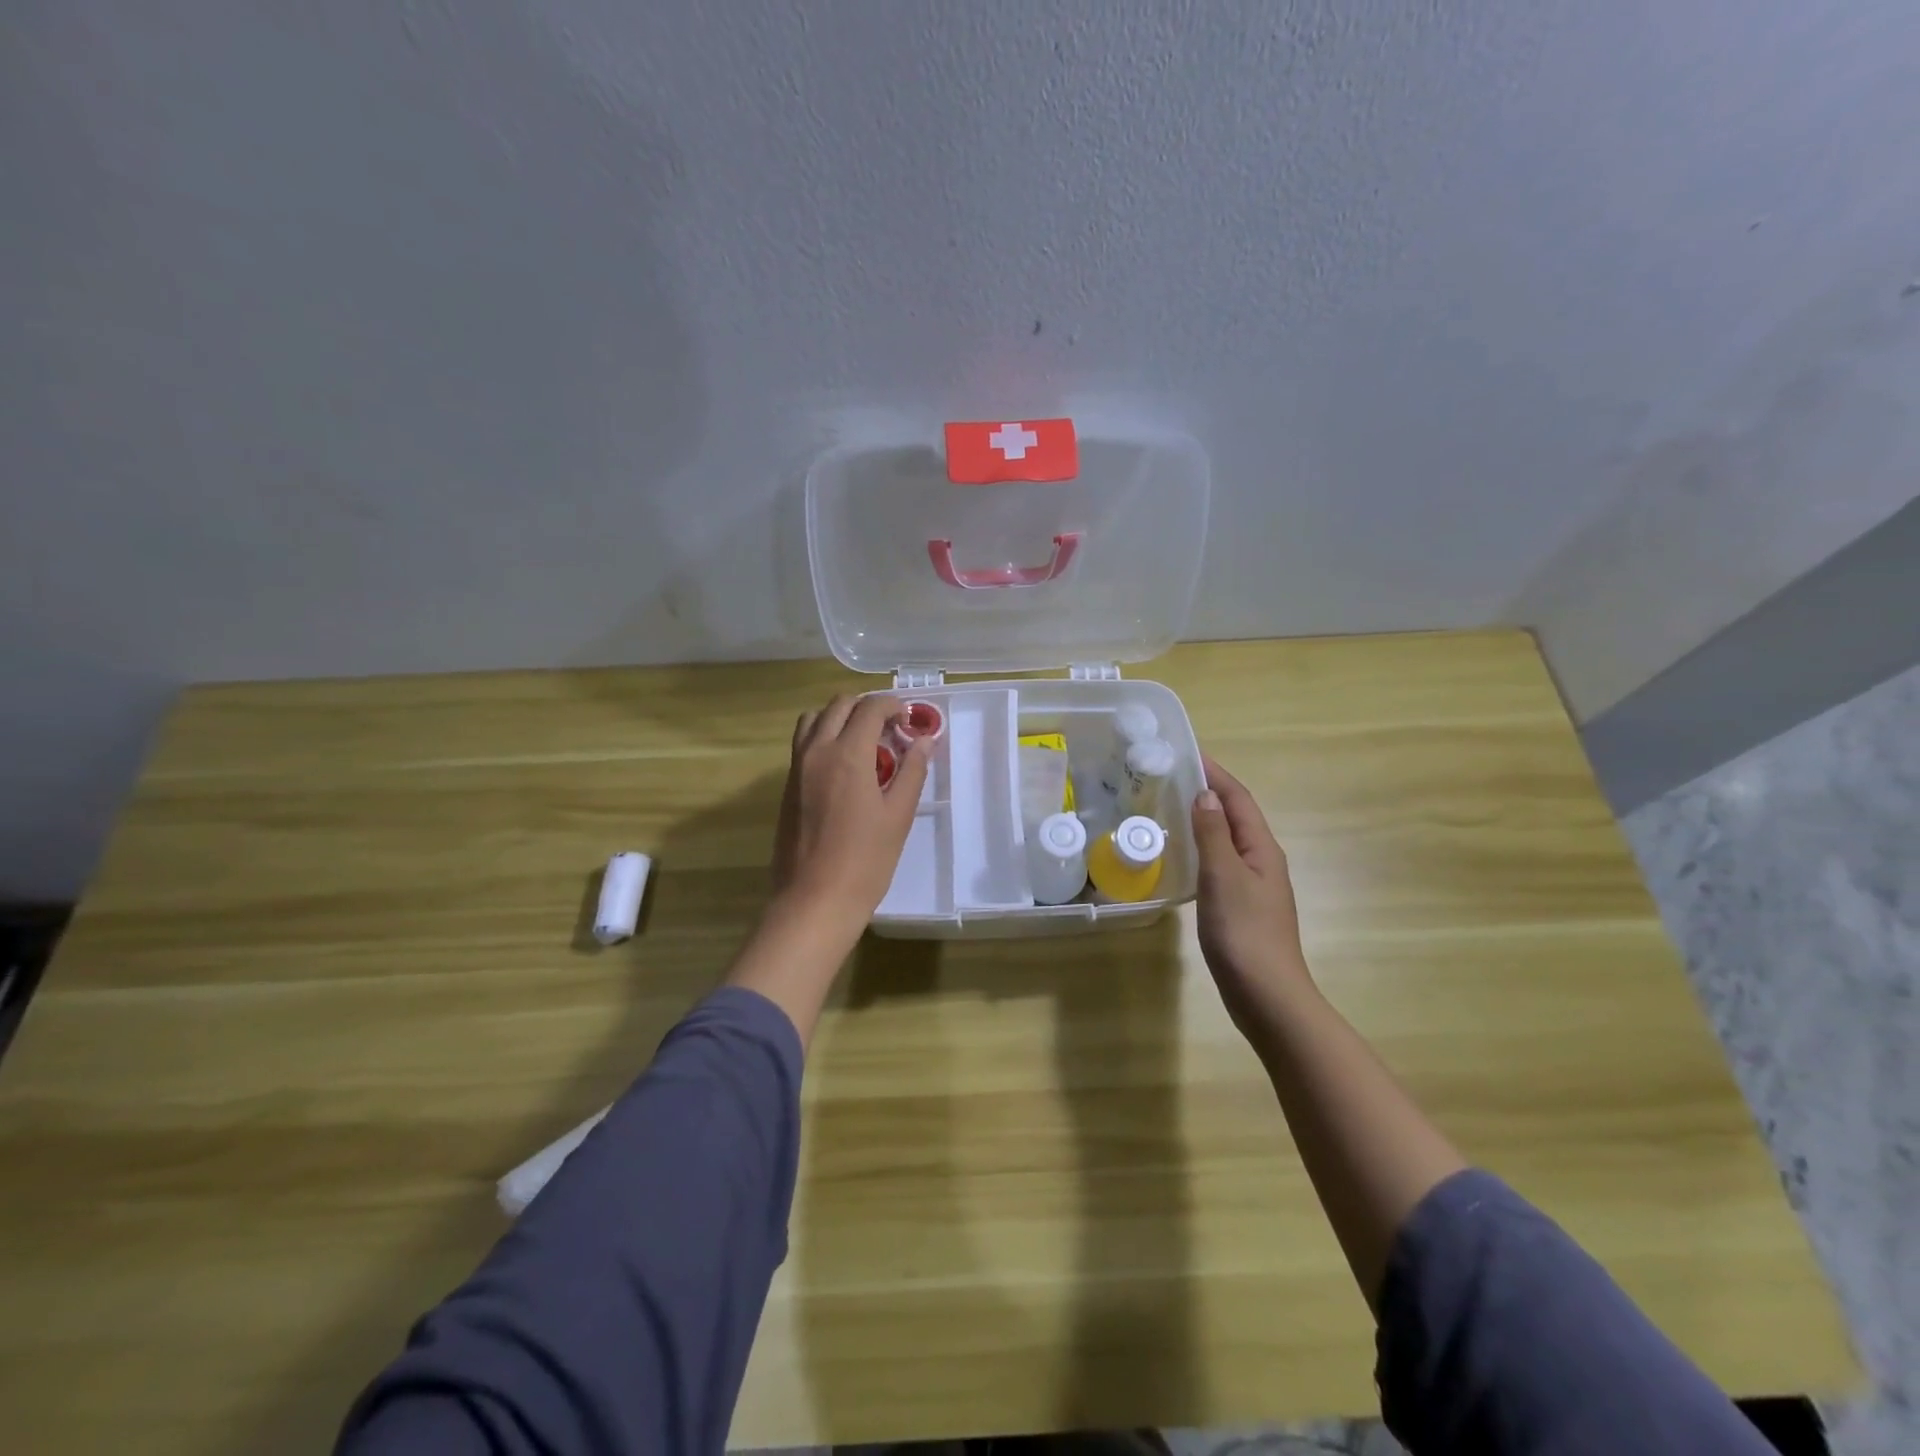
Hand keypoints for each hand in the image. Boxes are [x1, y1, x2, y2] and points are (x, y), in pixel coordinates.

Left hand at [770, 693, 930, 936]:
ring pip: (814, 719)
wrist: (814, 900)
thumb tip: (924, 741)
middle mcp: (816, 751)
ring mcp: (796, 767)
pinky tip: (844, 766)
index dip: (892, 705)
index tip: (908, 719)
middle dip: (867, 707)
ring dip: (840, 717)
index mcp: (847, 754)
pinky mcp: (787, 786)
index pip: (869, 708)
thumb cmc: (865, 861)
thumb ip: (912, 771)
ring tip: (863, 741)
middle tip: (890, 728)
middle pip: (839, 705)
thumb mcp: (898, 815)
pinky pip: (804, 743)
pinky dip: (824, 737)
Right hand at [1191, 753, 1311, 1028]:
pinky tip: (1179, 857)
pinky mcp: (1239, 906)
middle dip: (1208, 792)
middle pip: (1235, 816)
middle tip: (1168, 778)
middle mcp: (1261, 861)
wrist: (1266, 996)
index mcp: (1262, 849)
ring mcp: (1252, 885)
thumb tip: (1206, 793)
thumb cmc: (1244, 932)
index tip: (1187, 753)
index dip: (1216, 773)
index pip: (1238, 799)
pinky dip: (1200, 849)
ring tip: (1167, 809)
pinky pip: (1219, 863)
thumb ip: (1214, 834)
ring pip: (1226, 840)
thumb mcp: (1224, 877)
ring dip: (1202, 820)